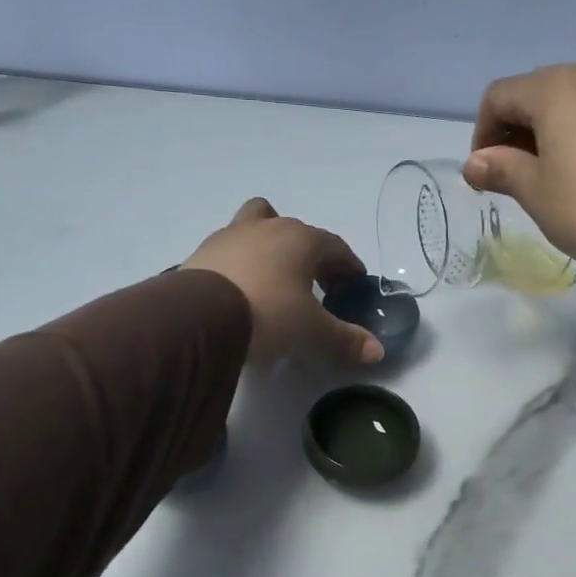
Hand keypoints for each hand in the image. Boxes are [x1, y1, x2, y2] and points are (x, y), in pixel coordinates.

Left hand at [183, 199, 383, 365]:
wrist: (198, 317)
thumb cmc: (267, 313)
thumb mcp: (311, 331)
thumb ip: (344, 339)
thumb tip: (377, 351)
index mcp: (301, 239)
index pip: (335, 247)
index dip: (348, 267)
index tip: (354, 286)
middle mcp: (267, 227)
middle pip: (296, 230)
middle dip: (311, 255)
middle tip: (317, 286)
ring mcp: (230, 235)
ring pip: (257, 225)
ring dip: (270, 246)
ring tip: (273, 279)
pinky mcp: (201, 252)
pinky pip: (230, 249)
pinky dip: (241, 263)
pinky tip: (241, 289)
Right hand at [464, 65, 575, 300]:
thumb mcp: (536, 194)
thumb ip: (501, 169)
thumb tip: (474, 163)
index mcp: (554, 90)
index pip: (499, 96)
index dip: (482, 134)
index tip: (486, 174)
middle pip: (539, 91)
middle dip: (519, 129)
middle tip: (518, 175)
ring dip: (557, 128)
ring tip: (560, 172)